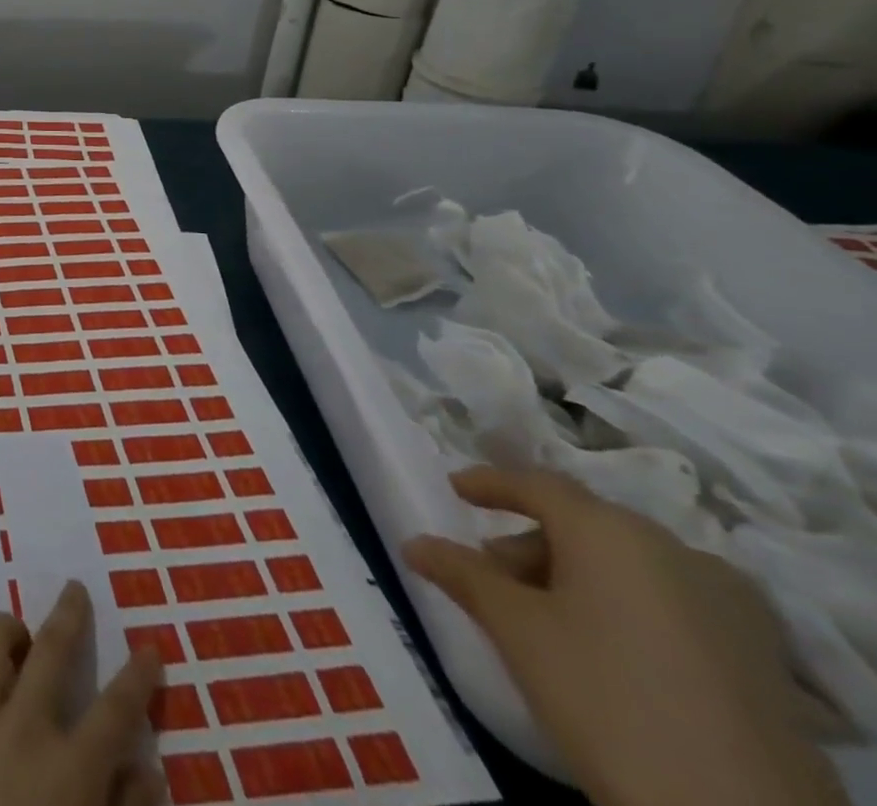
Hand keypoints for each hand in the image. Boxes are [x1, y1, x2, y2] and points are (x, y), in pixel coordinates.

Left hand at [0, 581, 164, 805]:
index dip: (137, 678)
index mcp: (69, 771)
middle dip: (70, 614)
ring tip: (14, 644)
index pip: (116, 711)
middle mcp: (22, 728)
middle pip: (53, 649)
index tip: (149, 650)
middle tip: (75, 590)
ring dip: (6, 633)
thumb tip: (149, 771)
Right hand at [404, 466, 848, 805]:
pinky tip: (612, 649)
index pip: (537, 484)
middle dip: (531, 543)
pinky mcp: (763, 656)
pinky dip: (628, 606)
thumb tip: (416, 543)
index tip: (456, 489)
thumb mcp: (517, 631)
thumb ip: (463, 575)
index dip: (490, 483)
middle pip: (584, 526)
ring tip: (548, 621)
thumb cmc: (606, 696)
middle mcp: (674, 549)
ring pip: (630, 566)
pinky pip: (673, 603)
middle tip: (494, 578)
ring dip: (578, 577)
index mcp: (611, 530)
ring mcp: (730, 603)